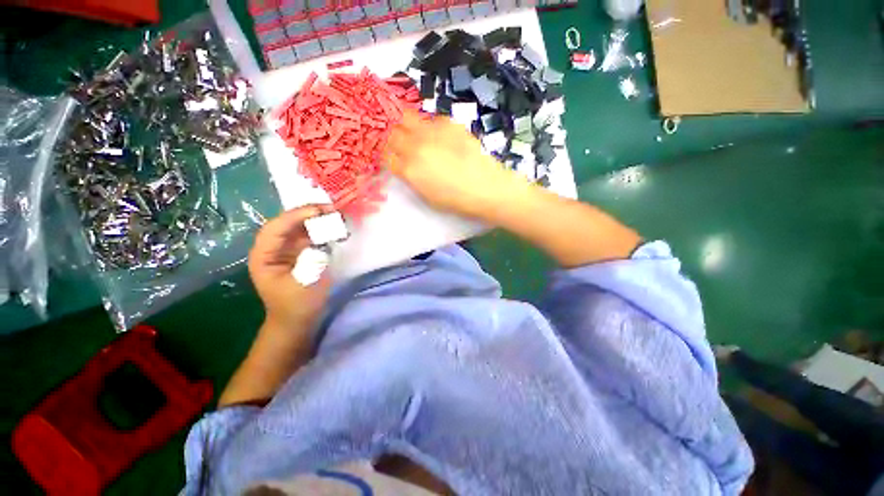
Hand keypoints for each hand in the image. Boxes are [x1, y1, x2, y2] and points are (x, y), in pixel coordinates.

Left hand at [248, 205, 333, 329]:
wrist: (297, 320)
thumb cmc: (297, 305)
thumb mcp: (304, 285)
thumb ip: (311, 261)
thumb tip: (322, 241)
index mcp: (264, 256)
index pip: (275, 228)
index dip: (295, 216)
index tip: (319, 211)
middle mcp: (272, 248)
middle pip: (287, 223)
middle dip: (308, 214)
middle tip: (332, 209)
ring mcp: (286, 249)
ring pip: (299, 227)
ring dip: (316, 220)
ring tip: (336, 215)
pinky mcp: (299, 252)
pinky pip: (309, 235)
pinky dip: (321, 229)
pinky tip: (334, 227)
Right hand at [386, 109, 529, 219]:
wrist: (485, 187)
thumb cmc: (455, 200)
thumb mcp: (426, 195)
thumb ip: (411, 177)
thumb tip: (403, 164)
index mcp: (409, 169)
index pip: (385, 154)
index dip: (382, 151)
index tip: (384, 150)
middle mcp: (415, 146)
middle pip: (391, 131)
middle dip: (387, 132)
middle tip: (390, 133)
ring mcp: (432, 131)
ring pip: (407, 117)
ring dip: (403, 122)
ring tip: (408, 127)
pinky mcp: (448, 123)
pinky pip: (430, 119)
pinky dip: (427, 125)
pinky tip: (436, 134)